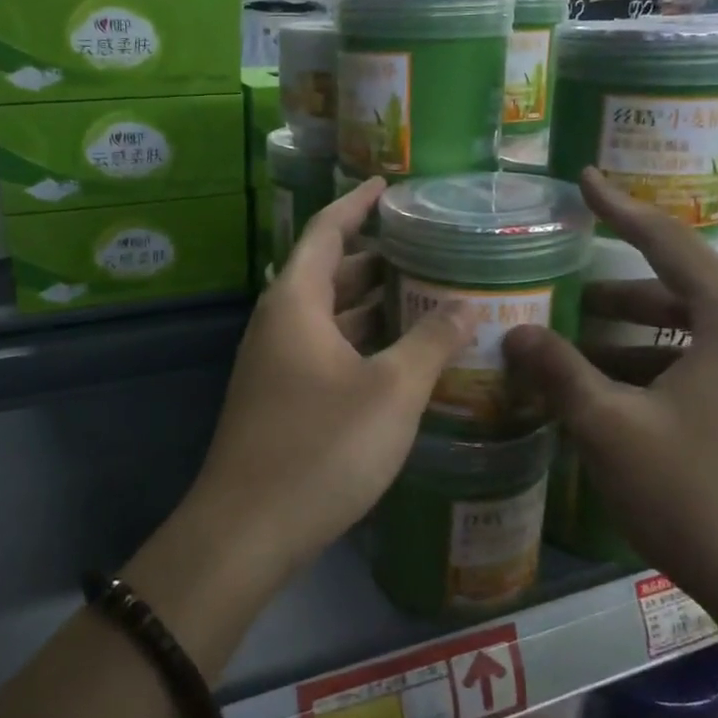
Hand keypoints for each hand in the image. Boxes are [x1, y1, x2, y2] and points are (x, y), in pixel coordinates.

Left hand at [183, 178, 475, 589]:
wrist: (247, 531)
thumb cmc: (321, 447)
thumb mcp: (391, 392)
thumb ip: (433, 343)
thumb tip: (470, 306)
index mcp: (295, 302)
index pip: (326, 231)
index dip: (357, 204)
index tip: (389, 186)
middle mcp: (279, 323)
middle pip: (328, 272)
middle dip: (376, 258)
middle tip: (428, 250)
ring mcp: (275, 364)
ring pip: (328, 316)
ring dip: (371, 305)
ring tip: (426, 296)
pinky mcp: (280, 399)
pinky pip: (326, 351)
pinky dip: (361, 342)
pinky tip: (400, 358)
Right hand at [503, 169, 717, 640]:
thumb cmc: (697, 495)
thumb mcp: (610, 428)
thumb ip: (558, 371)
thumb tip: (515, 333)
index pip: (668, 241)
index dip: (619, 208)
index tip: (584, 180)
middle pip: (687, 290)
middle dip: (623, 293)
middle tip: (570, 299)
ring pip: (702, 335)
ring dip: (643, 338)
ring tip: (586, 357)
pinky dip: (671, 369)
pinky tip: (629, 401)